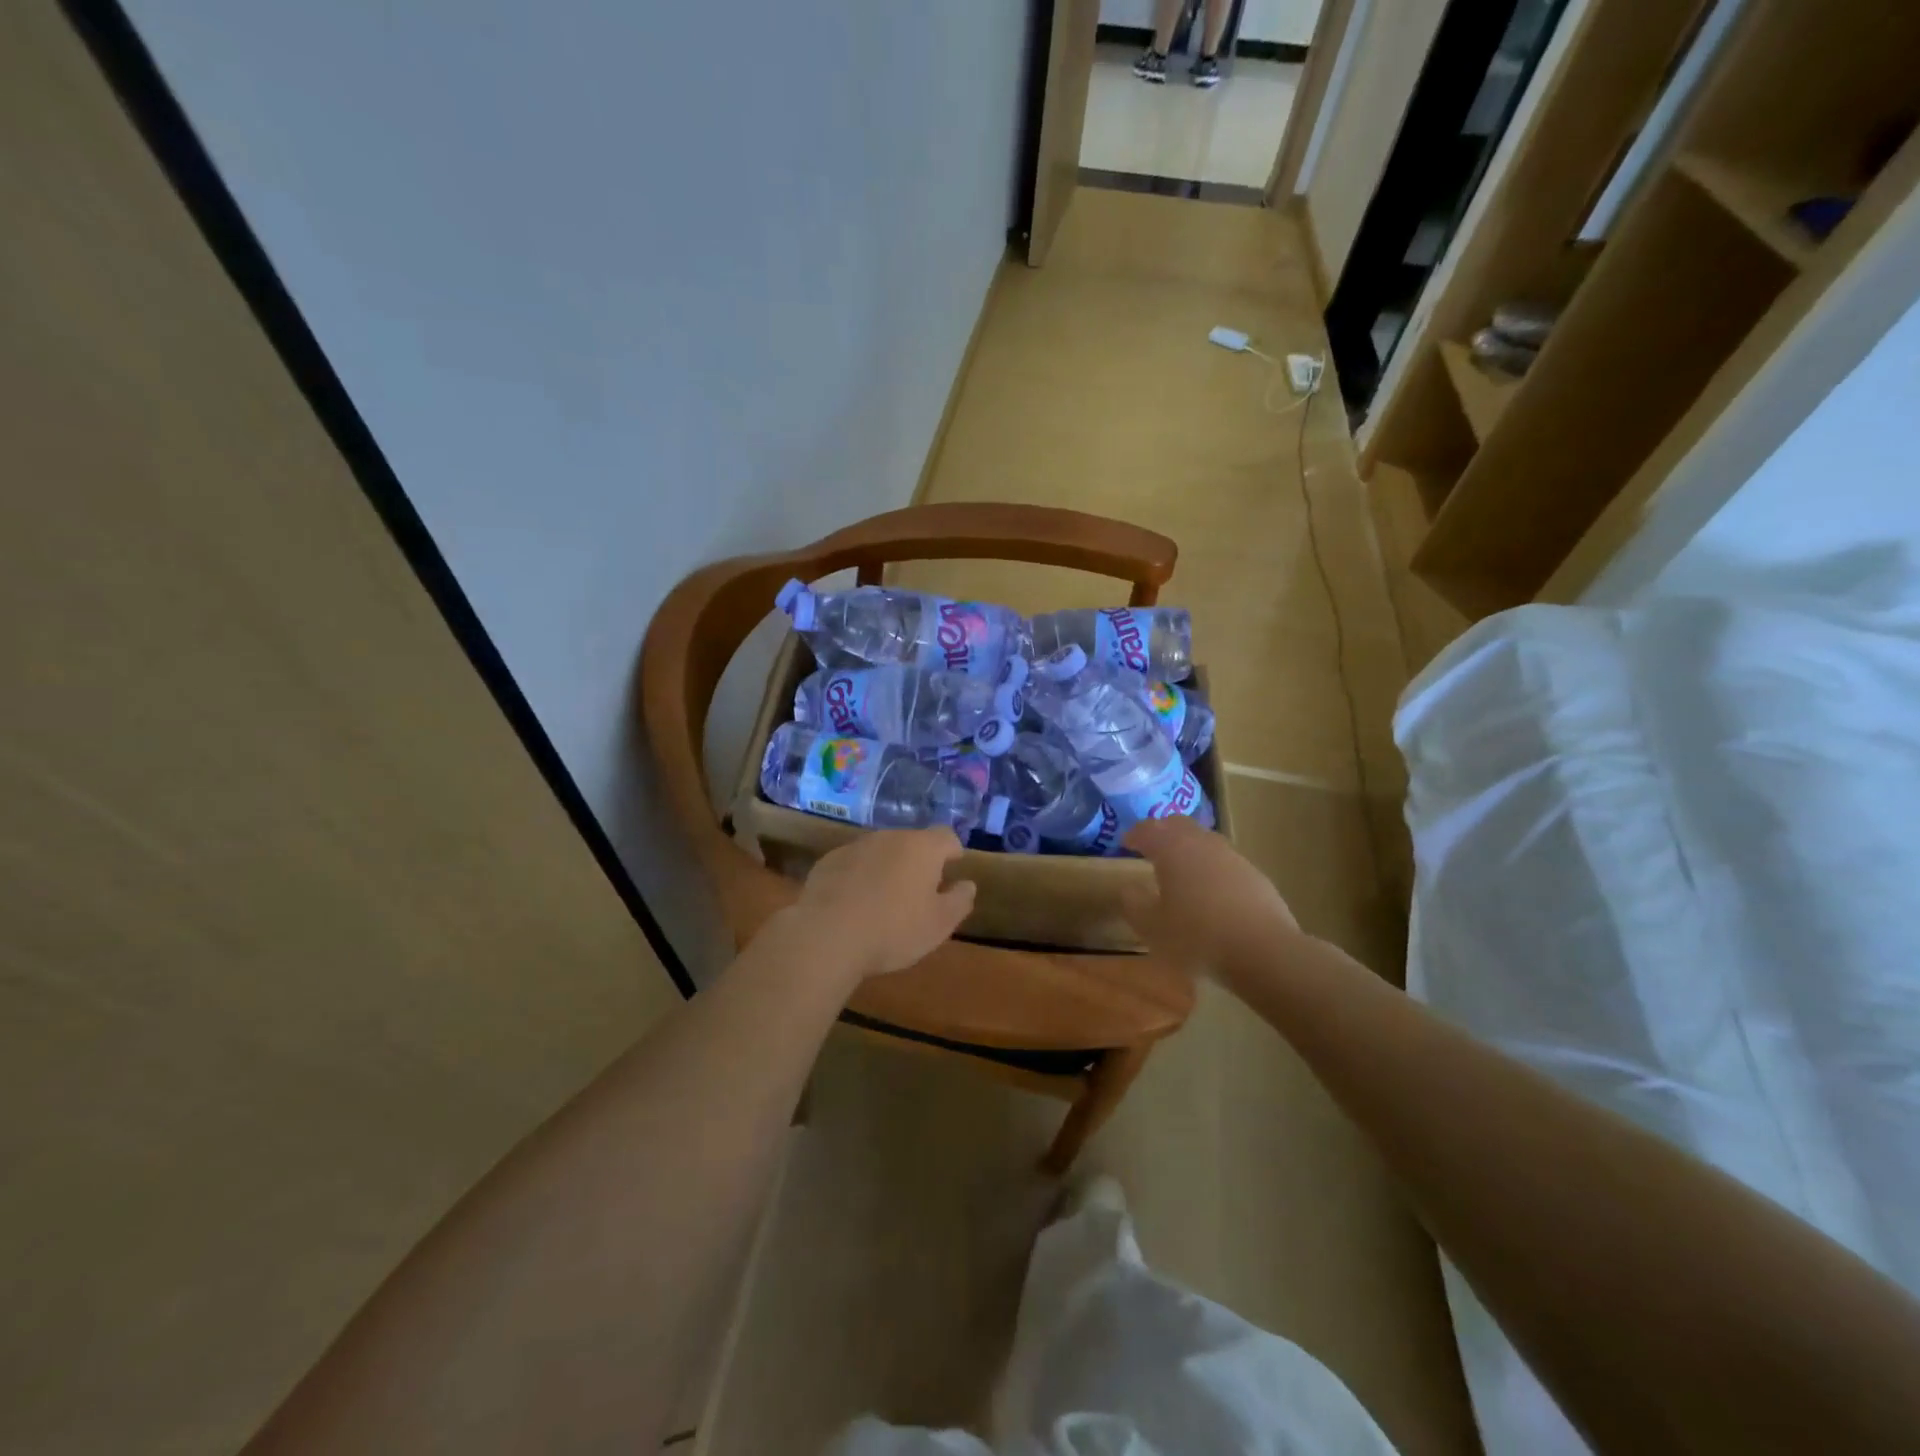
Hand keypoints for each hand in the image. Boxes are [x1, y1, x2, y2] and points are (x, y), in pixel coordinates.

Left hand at [785, 828, 976, 983]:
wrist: (826, 936)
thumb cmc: (893, 930)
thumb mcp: (939, 924)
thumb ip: (959, 901)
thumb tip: (968, 885)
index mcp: (922, 848)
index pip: (946, 836)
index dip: (952, 852)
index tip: (952, 870)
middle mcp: (889, 837)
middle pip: (912, 842)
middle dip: (918, 862)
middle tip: (919, 892)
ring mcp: (855, 846)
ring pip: (880, 852)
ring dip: (887, 868)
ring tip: (884, 901)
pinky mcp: (828, 861)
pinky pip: (853, 864)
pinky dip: (859, 877)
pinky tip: (854, 905)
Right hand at [1120, 817, 1299, 975]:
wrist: (1264, 951)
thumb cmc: (1197, 937)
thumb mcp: (1152, 928)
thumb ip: (1134, 904)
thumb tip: (1128, 889)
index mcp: (1172, 849)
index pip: (1148, 829)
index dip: (1135, 833)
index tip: (1126, 842)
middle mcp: (1202, 843)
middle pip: (1179, 825)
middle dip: (1162, 831)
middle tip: (1151, 846)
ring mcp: (1232, 857)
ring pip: (1204, 840)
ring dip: (1188, 847)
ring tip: (1180, 868)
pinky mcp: (1255, 875)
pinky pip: (1224, 861)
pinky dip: (1210, 867)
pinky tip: (1210, 890)